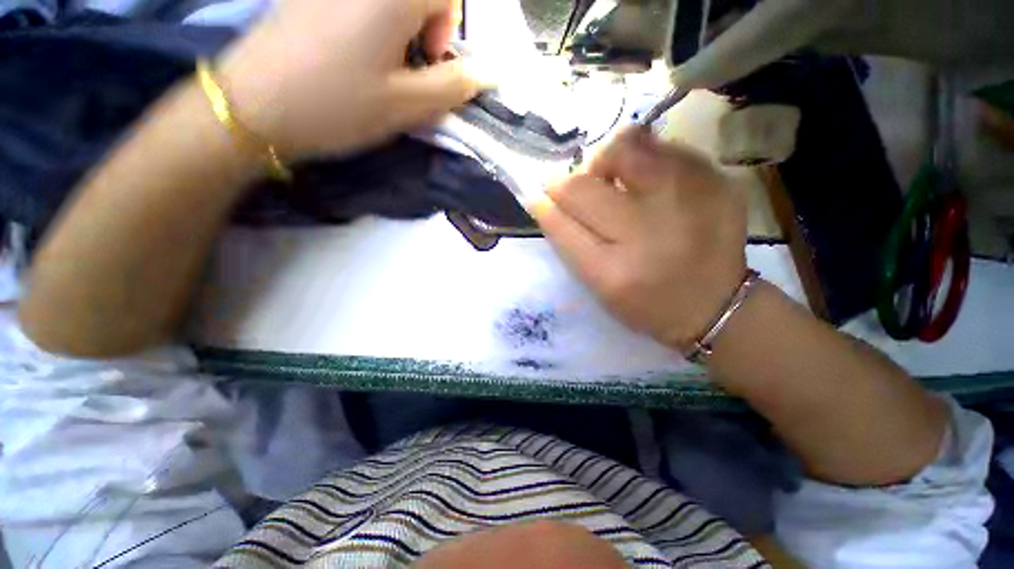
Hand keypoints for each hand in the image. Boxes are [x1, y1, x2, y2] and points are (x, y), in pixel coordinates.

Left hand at [216, 0, 481, 157]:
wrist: (254, 106)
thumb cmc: (338, 106)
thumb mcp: (407, 105)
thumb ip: (453, 87)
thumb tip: (489, 74)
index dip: (446, 25)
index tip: (427, 59)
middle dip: (424, 23)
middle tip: (405, 63)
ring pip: (389, 1)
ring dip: (398, 25)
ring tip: (378, 61)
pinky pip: (359, 3)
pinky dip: (370, 22)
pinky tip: (352, 50)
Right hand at [532, 128, 747, 350]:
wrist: (717, 304)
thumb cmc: (646, 302)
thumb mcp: (598, 285)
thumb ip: (568, 242)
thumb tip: (543, 198)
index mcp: (613, 271)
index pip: (561, 222)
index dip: (546, 201)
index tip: (542, 193)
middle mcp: (648, 232)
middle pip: (585, 184)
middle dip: (571, 181)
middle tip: (580, 189)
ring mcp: (688, 200)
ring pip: (626, 147)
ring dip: (609, 160)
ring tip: (617, 180)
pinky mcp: (717, 181)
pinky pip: (664, 146)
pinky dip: (646, 157)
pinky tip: (651, 182)